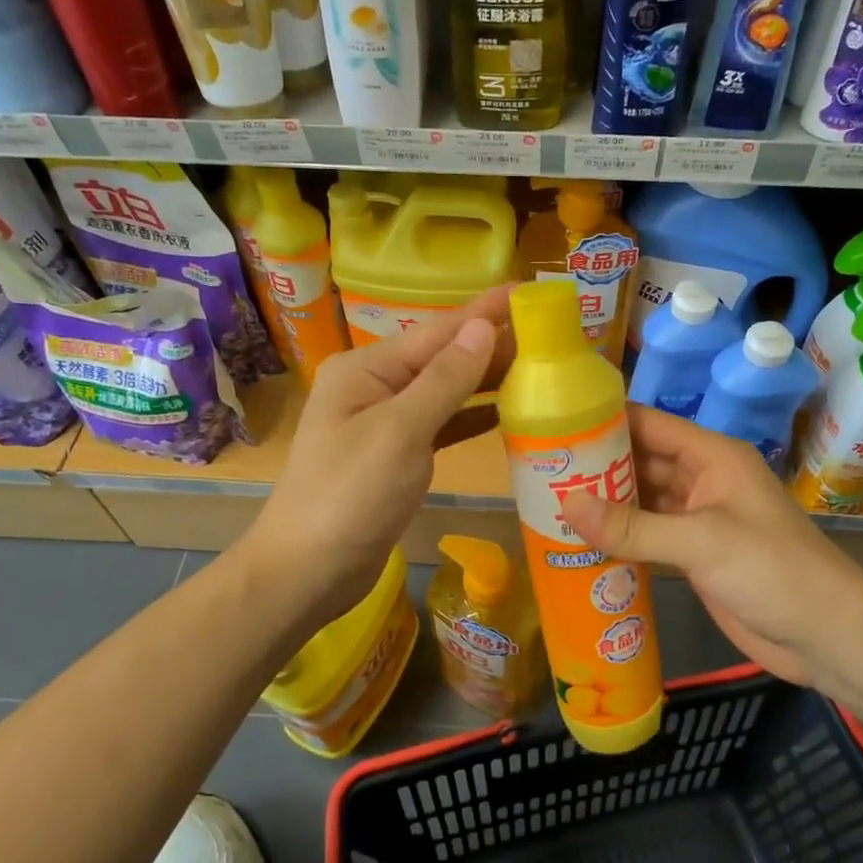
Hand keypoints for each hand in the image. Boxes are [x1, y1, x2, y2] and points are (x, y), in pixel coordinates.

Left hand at [248, 286, 512, 633]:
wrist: (309, 570)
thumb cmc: (350, 496)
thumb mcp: (400, 432)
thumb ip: (444, 380)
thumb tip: (483, 327)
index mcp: (368, 368)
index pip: (439, 330)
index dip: (486, 311)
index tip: (531, 292)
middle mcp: (376, 386)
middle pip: (445, 356)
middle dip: (494, 344)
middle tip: (553, 334)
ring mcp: (387, 421)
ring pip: (448, 390)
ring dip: (489, 379)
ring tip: (541, 366)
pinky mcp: (399, 455)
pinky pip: (444, 424)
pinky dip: (474, 416)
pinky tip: (509, 411)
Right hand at [562, 406, 862, 687]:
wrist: (826, 636)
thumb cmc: (772, 571)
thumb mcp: (702, 542)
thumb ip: (634, 526)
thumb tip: (565, 505)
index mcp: (711, 457)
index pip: (648, 424)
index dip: (604, 421)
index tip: (554, 425)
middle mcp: (702, 480)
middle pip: (640, 462)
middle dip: (595, 466)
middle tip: (539, 473)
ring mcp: (697, 519)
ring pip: (641, 501)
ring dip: (604, 505)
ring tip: (547, 506)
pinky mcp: (694, 556)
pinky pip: (648, 537)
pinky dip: (619, 539)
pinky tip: (581, 544)